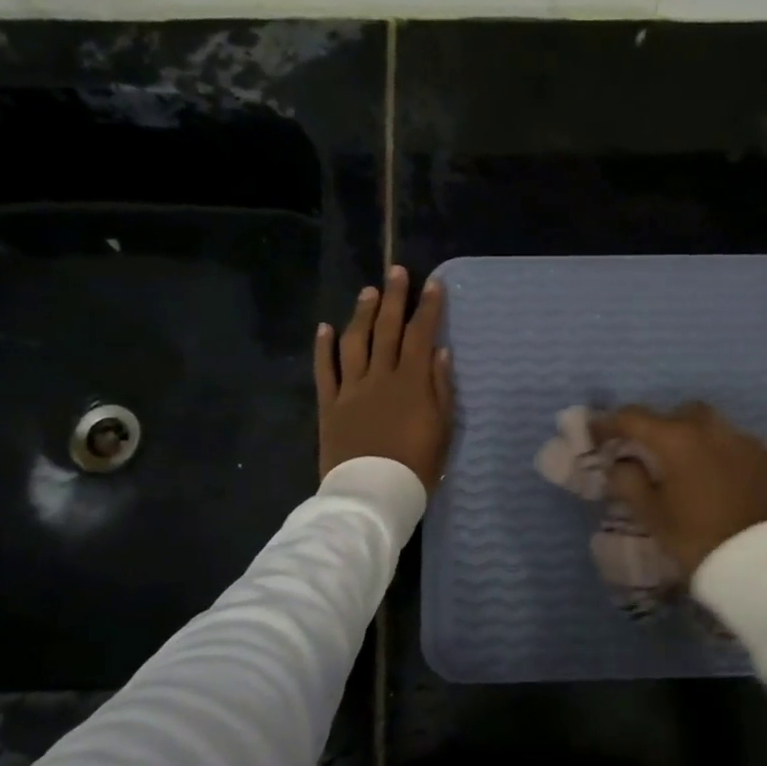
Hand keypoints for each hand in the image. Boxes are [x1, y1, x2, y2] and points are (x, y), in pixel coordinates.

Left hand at [315, 266, 452, 493]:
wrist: (373, 493)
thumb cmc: (416, 465)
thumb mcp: (442, 429)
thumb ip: (441, 387)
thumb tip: (439, 351)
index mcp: (411, 382)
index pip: (421, 335)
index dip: (427, 308)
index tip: (433, 284)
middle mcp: (380, 377)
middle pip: (387, 330)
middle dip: (394, 298)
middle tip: (396, 272)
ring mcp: (351, 389)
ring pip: (355, 342)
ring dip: (362, 313)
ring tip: (368, 292)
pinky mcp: (330, 405)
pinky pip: (324, 370)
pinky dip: (324, 347)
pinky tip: (325, 327)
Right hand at [592, 403, 766, 572]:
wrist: (766, 566)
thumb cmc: (699, 540)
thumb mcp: (654, 517)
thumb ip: (630, 483)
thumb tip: (619, 463)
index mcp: (678, 440)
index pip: (634, 417)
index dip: (611, 423)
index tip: (598, 433)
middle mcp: (714, 430)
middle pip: (682, 414)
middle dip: (664, 427)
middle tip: (655, 454)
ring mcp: (749, 442)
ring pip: (716, 429)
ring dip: (699, 442)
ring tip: (693, 472)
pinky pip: (742, 448)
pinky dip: (728, 458)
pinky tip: (726, 485)